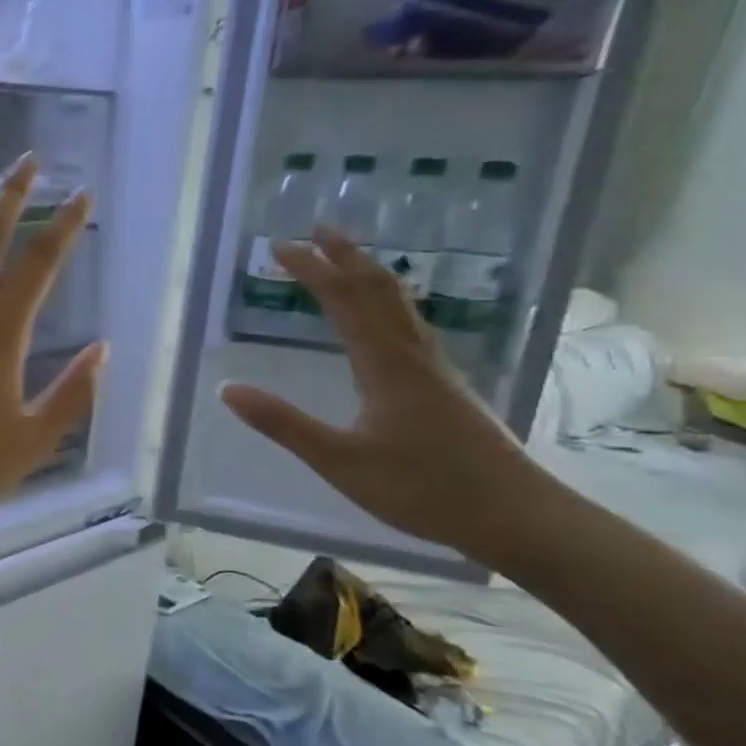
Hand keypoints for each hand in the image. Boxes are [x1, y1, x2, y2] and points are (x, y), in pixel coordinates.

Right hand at [219, 227, 547, 559]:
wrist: (518, 517)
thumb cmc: (423, 488)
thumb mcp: (339, 460)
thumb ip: (283, 423)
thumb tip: (227, 389)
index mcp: (385, 365)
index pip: (344, 301)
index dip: (312, 270)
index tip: (281, 246)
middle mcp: (413, 356)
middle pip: (380, 291)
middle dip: (347, 257)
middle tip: (320, 228)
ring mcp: (436, 370)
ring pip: (401, 306)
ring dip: (371, 274)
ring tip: (350, 258)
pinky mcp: (446, 387)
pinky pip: (411, 326)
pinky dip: (389, 303)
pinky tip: (388, 317)